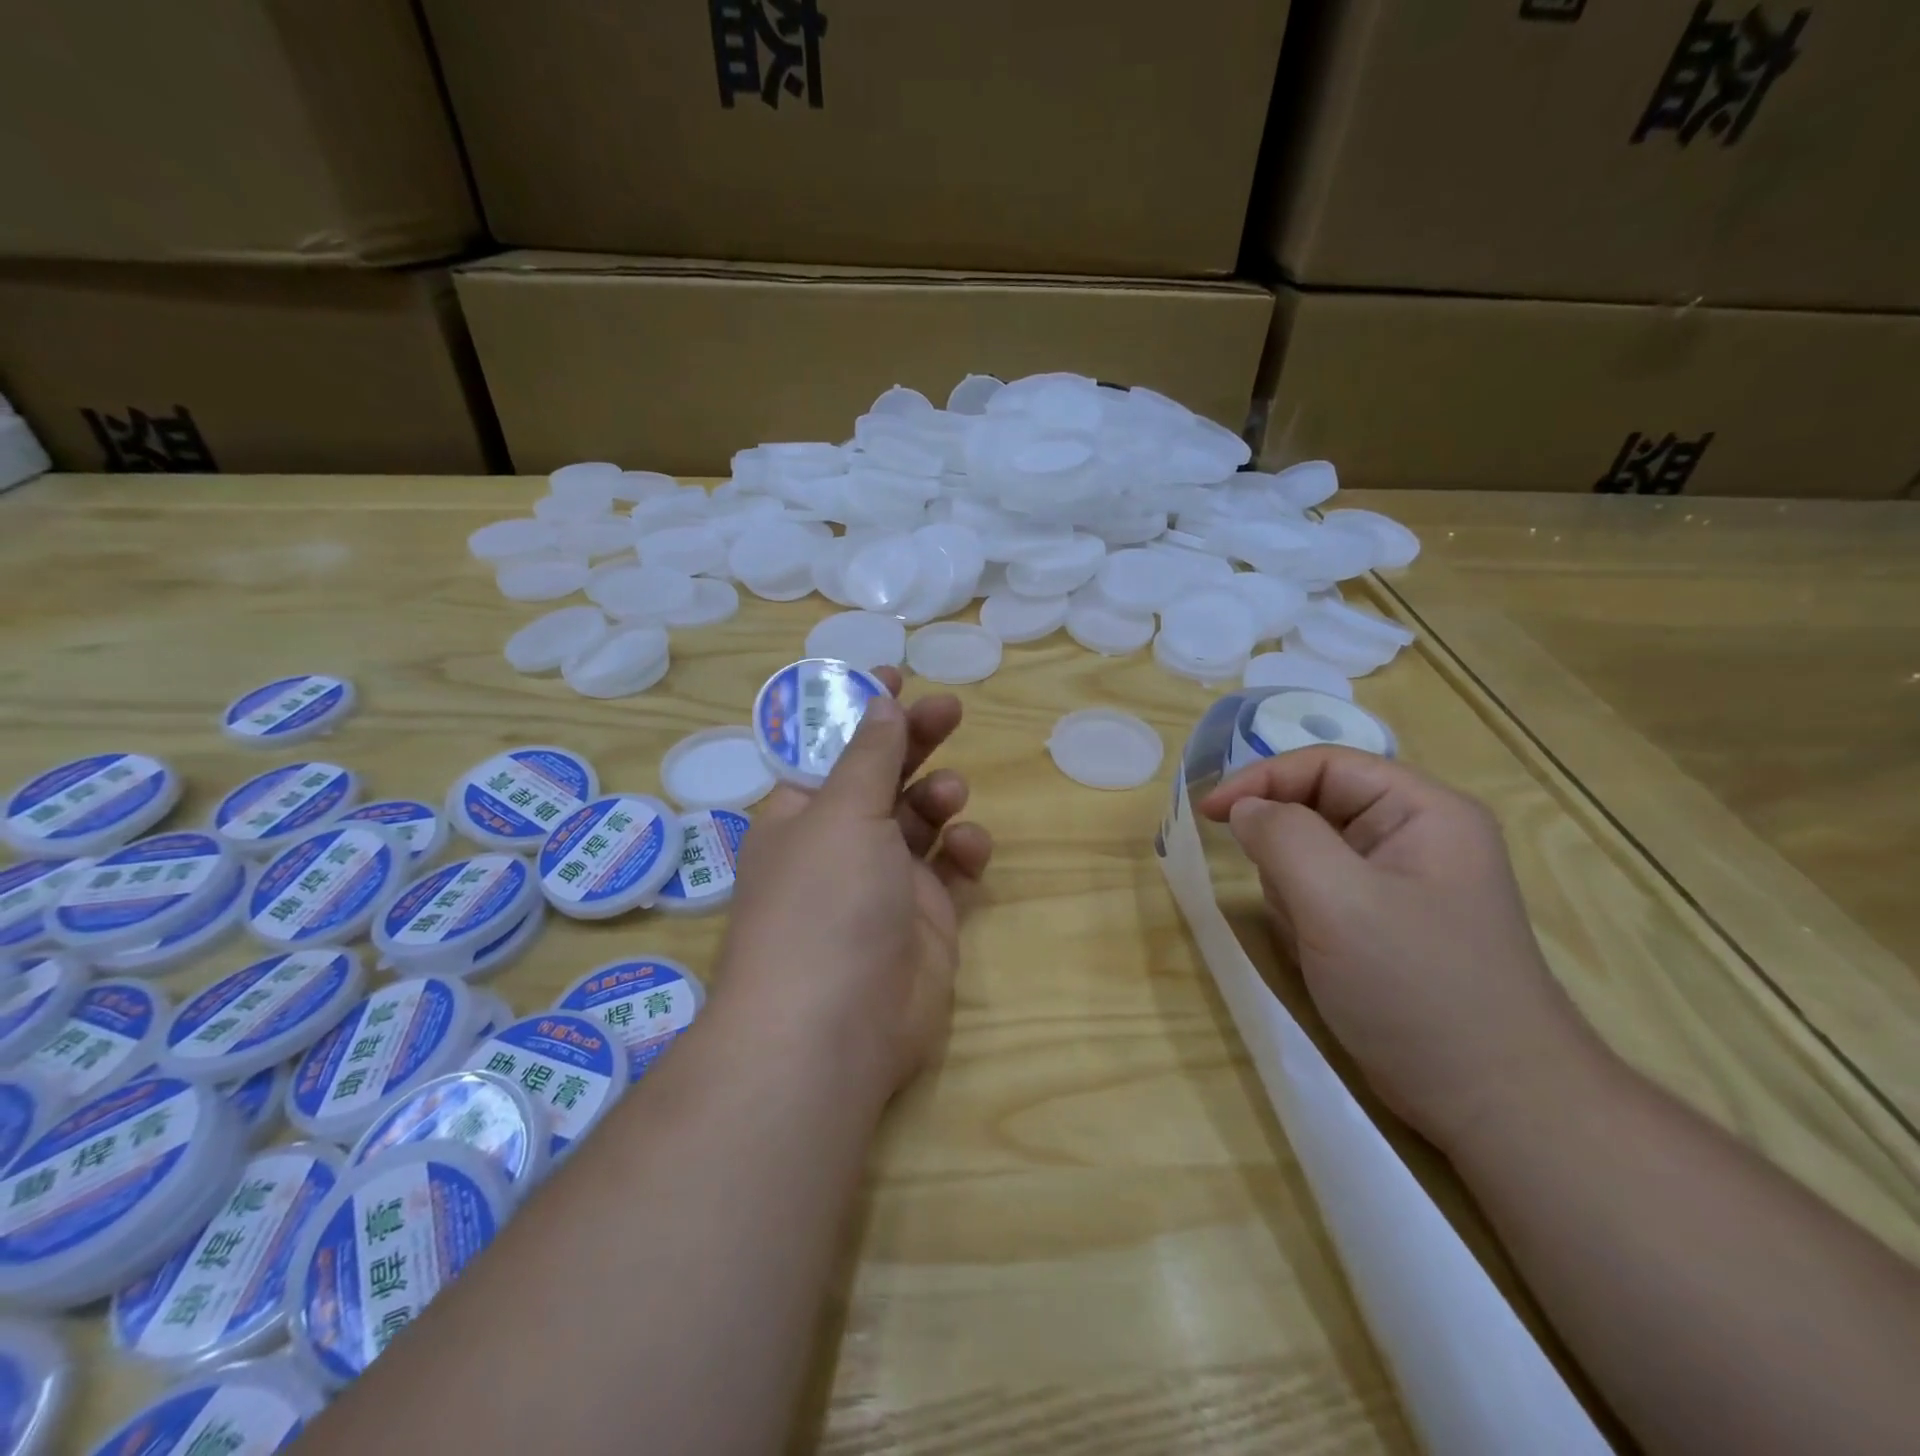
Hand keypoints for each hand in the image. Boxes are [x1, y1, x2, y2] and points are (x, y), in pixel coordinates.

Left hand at [715, 668, 992, 1103]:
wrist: (833, 1030)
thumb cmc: (823, 902)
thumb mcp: (841, 813)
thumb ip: (869, 754)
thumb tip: (878, 698)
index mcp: (802, 814)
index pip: (832, 749)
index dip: (861, 711)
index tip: (895, 673)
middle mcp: (841, 845)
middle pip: (883, 777)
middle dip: (914, 741)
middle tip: (949, 709)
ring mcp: (885, 884)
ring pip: (921, 821)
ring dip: (938, 797)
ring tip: (947, 797)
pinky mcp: (926, 919)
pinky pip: (951, 871)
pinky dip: (963, 852)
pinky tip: (969, 848)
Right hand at [1199, 746, 1607, 1151]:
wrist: (1492, 1103)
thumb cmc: (1417, 989)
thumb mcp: (1338, 901)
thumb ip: (1282, 837)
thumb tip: (1244, 809)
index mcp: (1424, 811)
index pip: (1325, 764)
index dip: (1262, 779)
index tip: (1209, 814)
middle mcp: (1417, 835)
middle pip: (1318, 807)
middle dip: (1286, 849)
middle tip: (1285, 899)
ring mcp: (1402, 882)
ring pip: (1312, 852)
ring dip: (1293, 888)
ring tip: (1313, 937)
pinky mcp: (1386, 922)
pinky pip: (1321, 892)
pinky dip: (1303, 915)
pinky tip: (1321, 955)